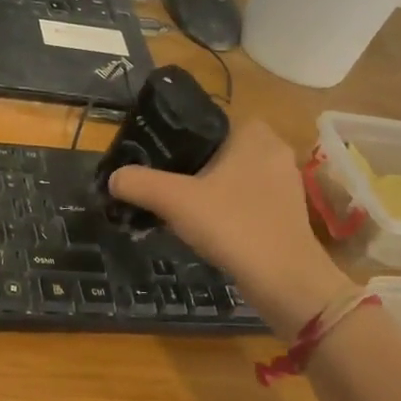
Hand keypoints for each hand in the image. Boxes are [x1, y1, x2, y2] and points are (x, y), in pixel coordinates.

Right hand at [107, 118, 351, 338]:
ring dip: (205, 187)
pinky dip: (224, 206)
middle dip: (187, 164)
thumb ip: (139, 183)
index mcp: (252, 132)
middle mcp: (273, 149)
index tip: (150, 155)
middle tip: (158, 181)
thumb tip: (114, 177)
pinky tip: (204, 225)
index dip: (174, 135)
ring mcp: (284, 181)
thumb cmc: (234, 226)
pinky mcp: (286, 210)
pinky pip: (244, 197)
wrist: (287, 281)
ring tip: (174, 204)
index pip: (204, 119)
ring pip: (230, 174)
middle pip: (215, 149)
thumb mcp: (175, 201)